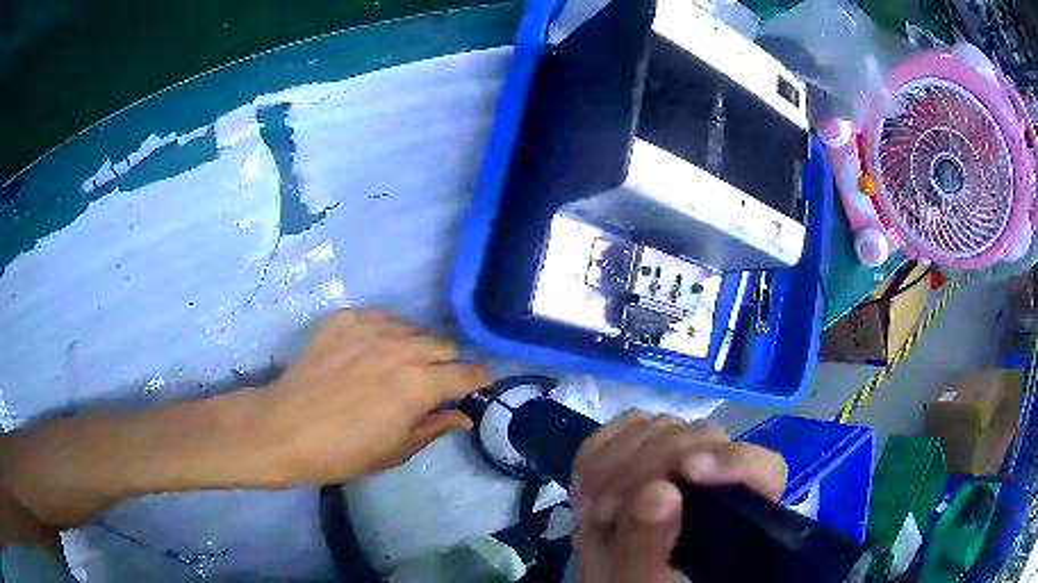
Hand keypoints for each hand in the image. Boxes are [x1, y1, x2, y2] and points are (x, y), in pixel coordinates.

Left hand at [256, 309, 488, 484]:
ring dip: (416, 347)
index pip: (468, 373)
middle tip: (429, 384)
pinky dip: (385, 332)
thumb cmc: (342, 452)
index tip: (476, 388)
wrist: (284, 429)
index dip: (479, 381)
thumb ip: (434, 427)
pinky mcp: (343, 319)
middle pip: (444, 345)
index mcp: (417, 386)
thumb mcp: (394, 451)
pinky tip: (369, 351)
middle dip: (446, 365)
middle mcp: (399, 349)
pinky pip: (380, 316)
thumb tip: (463, 416)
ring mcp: (369, 329)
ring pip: (413, 328)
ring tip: (396, 366)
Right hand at [572, 412, 787, 582]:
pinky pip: (626, 426)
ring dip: (617, 464)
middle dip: (645, 469)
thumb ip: (647, 543)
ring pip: (663, 427)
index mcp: (739, 514)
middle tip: (606, 513)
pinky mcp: (647, 449)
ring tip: (597, 510)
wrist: (614, 580)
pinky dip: (602, 453)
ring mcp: (684, 459)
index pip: (761, 468)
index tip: (688, 473)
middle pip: (702, 438)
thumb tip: (658, 492)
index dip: (731, 462)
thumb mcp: (635, 578)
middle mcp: (720, 479)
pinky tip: (590, 488)